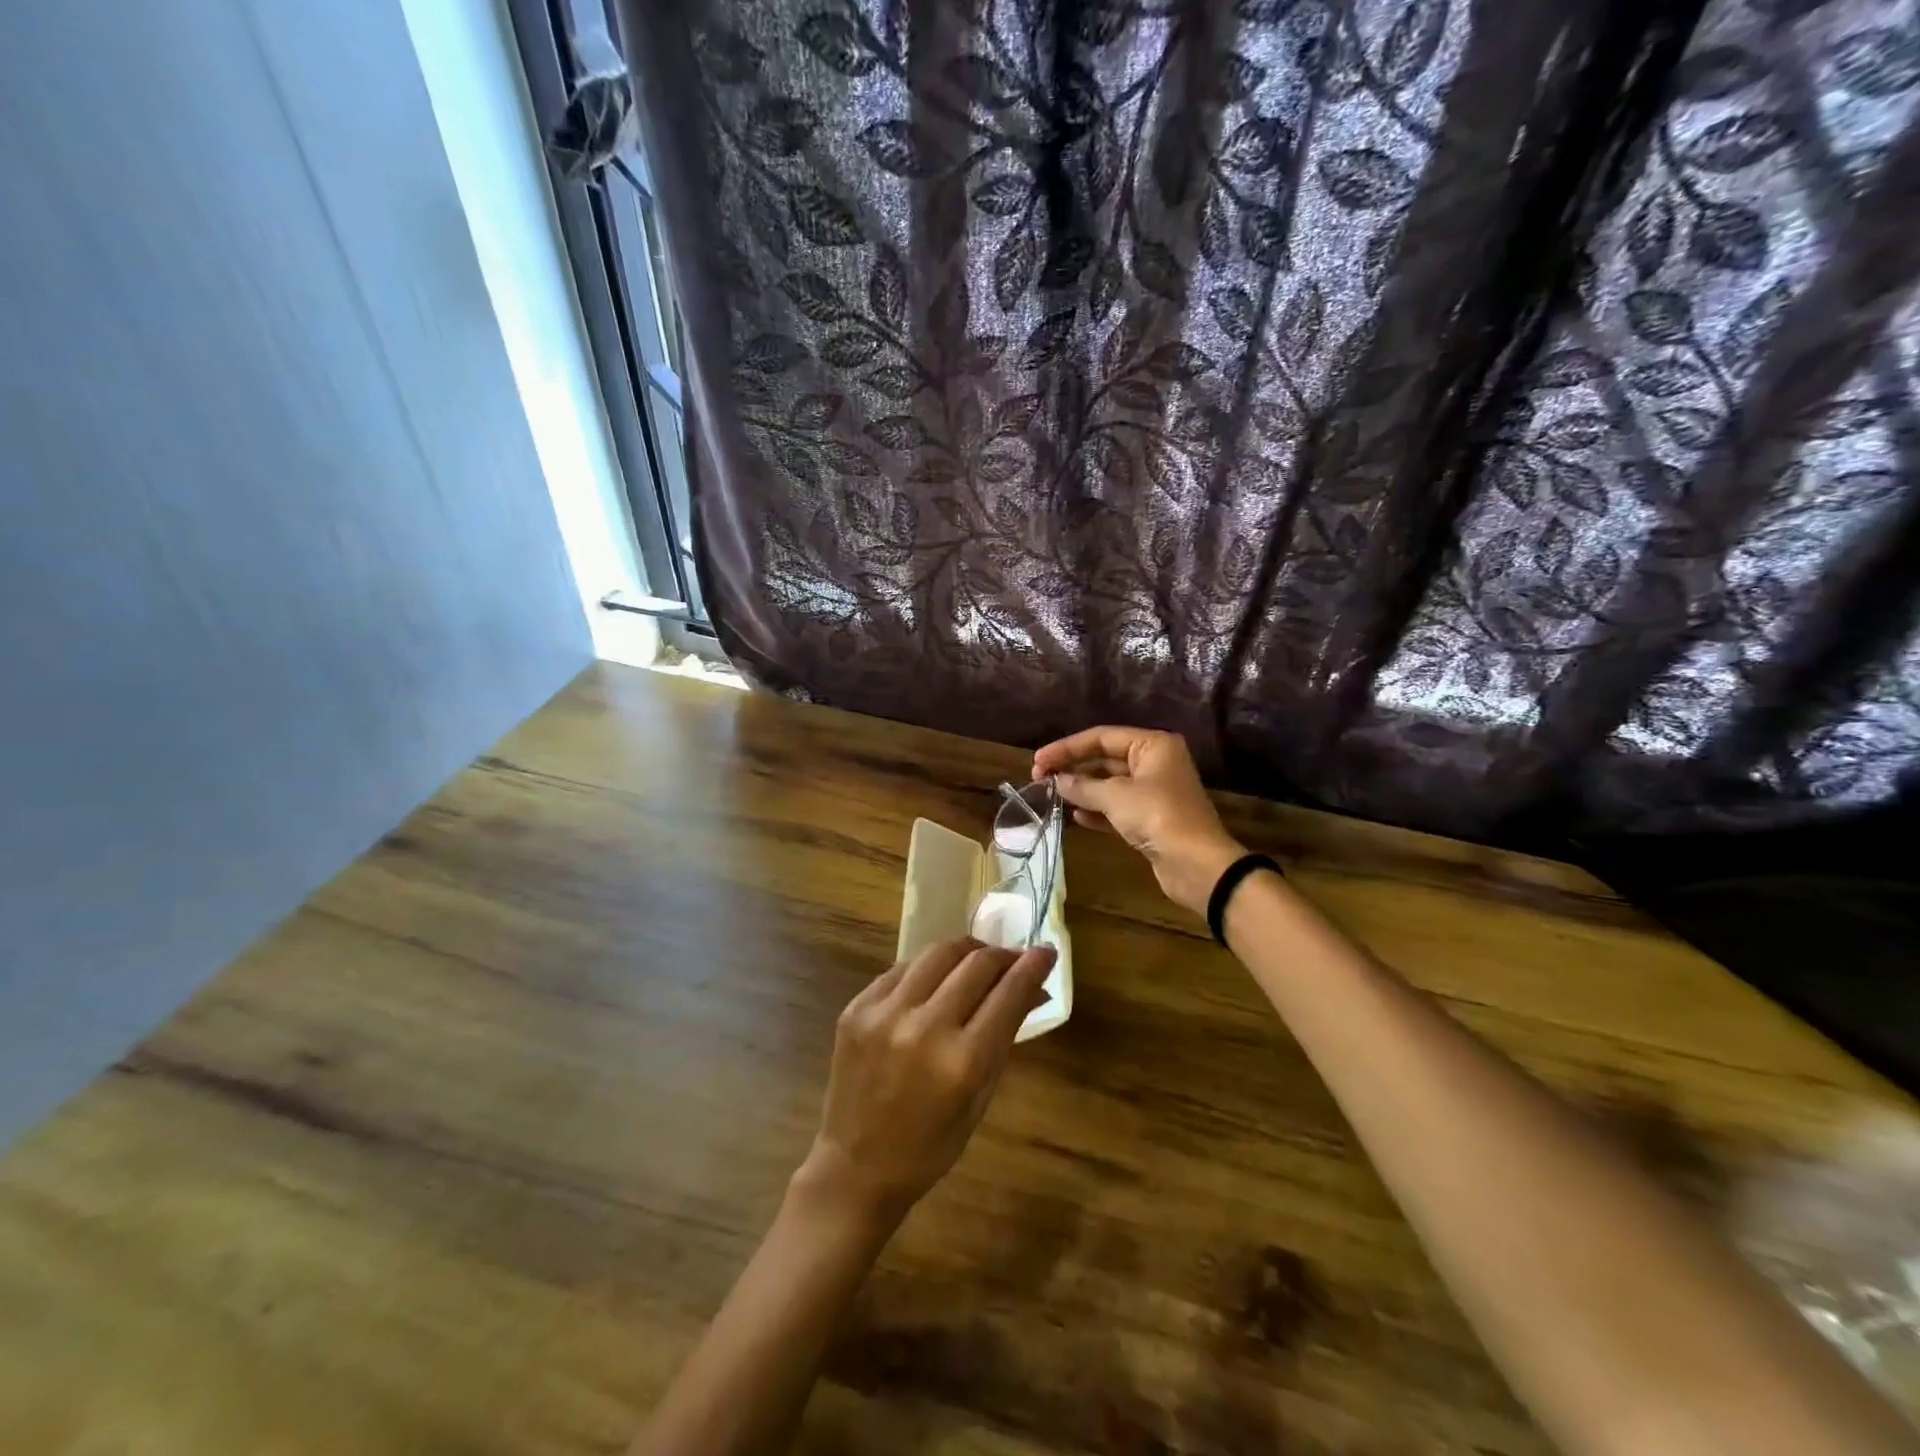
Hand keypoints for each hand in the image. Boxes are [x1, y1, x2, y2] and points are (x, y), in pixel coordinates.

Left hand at [797, 938, 1053, 1225]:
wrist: (855, 1168)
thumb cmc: (930, 1146)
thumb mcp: (980, 1098)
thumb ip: (1005, 1037)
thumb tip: (1033, 989)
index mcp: (962, 1062)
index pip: (1008, 994)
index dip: (1032, 966)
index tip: (1046, 951)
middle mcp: (923, 1028)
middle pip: (975, 964)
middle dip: (1002, 956)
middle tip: (1012, 960)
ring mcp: (883, 1014)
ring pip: (937, 953)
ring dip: (965, 952)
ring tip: (977, 961)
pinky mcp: (856, 1008)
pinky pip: (901, 969)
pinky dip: (926, 969)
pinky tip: (936, 980)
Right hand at [1034, 726, 1244, 915]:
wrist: (1197, 865)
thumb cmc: (1158, 817)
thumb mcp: (1116, 796)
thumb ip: (1082, 786)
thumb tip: (1056, 781)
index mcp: (1152, 746)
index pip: (1101, 737)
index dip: (1067, 747)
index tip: (1038, 760)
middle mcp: (1155, 763)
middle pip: (1104, 758)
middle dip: (1073, 767)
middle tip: (1040, 778)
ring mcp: (1154, 791)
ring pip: (1109, 784)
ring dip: (1082, 789)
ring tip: (1052, 795)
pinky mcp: (1151, 818)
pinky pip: (1117, 807)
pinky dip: (1096, 809)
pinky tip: (1075, 815)